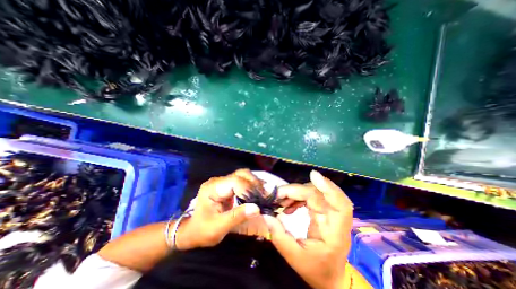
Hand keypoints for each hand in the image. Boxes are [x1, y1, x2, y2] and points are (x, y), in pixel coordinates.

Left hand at [175, 170, 262, 250]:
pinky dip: (252, 185)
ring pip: (243, 175)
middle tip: (263, 195)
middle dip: (254, 183)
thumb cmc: (202, 231)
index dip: (249, 189)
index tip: (258, 200)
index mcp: (213, 188)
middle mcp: (218, 181)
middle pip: (240, 174)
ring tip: (262, 194)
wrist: (191, 231)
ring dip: (254, 183)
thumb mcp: (218, 227)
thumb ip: (237, 216)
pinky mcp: (228, 186)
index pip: (235, 181)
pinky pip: (242, 181)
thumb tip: (257, 208)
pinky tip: (257, 193)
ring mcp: (223, 182)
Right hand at [264, 170, 352, 288]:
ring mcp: (328, 212)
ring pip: (312, 192)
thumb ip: (279, 237)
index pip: (340, 204)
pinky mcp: (322, 210)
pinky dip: (296, 198)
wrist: (330, 277)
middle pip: (317, 194)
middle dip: (296, 191)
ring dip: (295, 193)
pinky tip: (287, 206)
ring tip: (280, 202)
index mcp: (335, 232)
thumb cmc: (317, 270)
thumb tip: (266, 215)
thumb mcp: (295, 258)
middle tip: (277, 196)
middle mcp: (334, 218)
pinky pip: (309, 197)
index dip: (328, 187)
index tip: (313, 175)